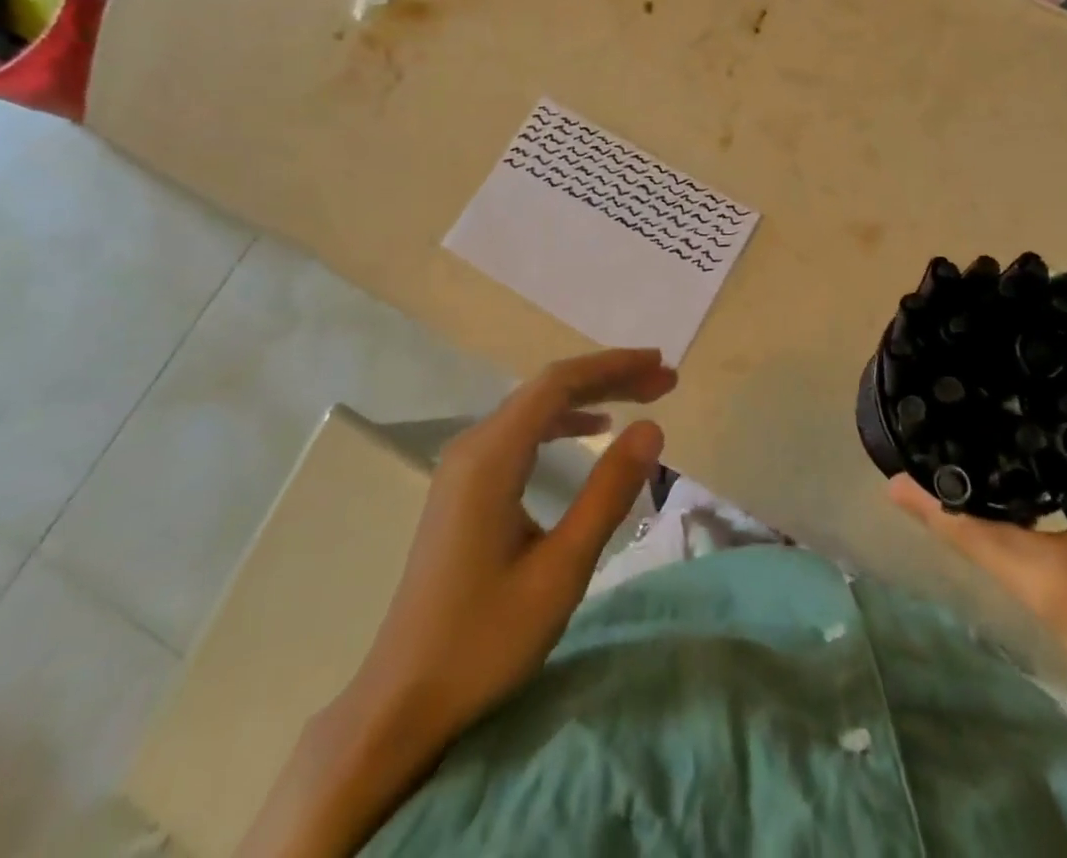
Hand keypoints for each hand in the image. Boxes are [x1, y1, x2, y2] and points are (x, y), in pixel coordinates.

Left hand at [340, 347, 674, 751]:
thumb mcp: (561, 570)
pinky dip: (562, 423)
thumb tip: (652, 428)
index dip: (613, 367)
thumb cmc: (484, 640)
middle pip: (547, 389)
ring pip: (534, 409)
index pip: (558, 383)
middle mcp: (473, 447)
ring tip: (640, 398)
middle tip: (664, 381)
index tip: (661, 366)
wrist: (402, 701)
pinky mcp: (465, 489)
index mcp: (491, 456)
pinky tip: (590, 432)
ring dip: (588, 398)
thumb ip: (607, 493)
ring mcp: (464, 467)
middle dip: (608, 378)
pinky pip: (520, 434)